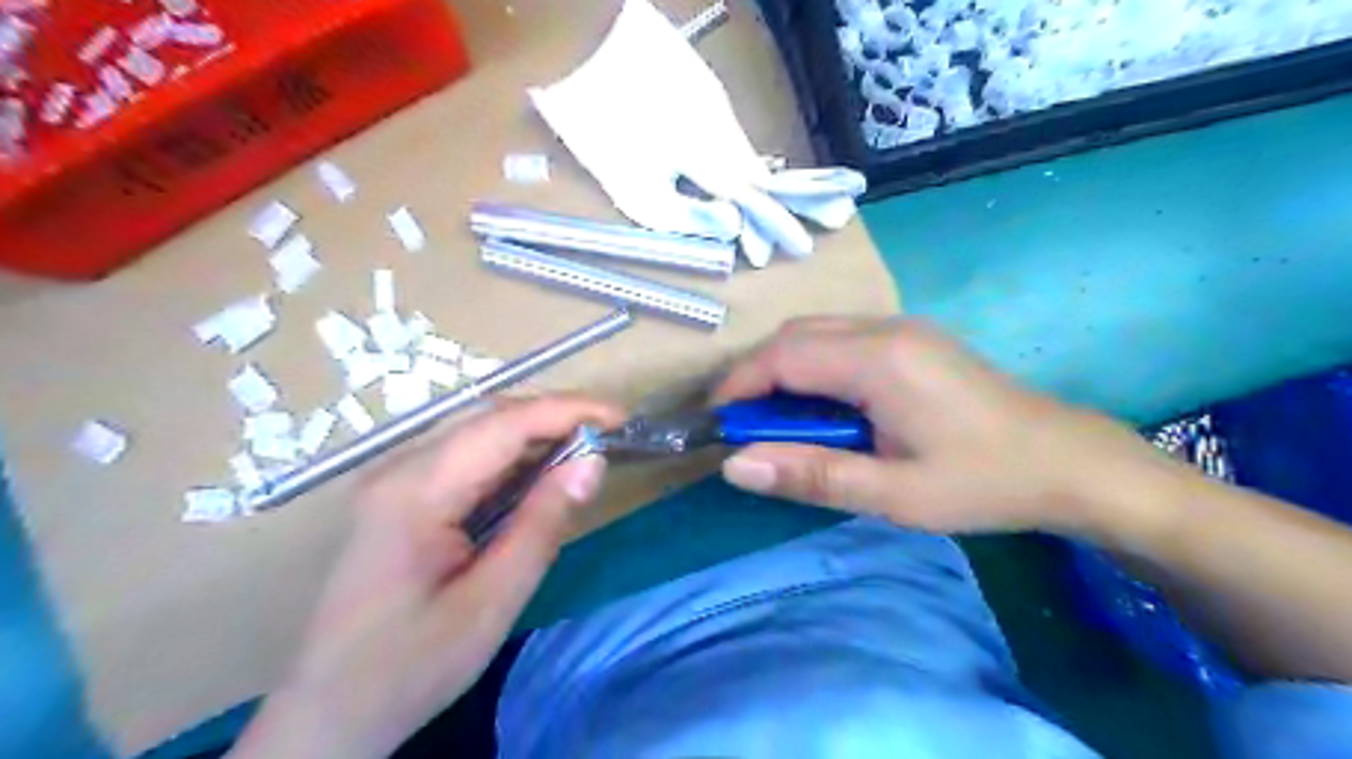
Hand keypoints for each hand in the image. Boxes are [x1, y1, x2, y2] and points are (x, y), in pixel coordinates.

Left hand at [231, 397, 621, 758]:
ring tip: (588, 450)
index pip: (503, 424)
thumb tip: (592, 462)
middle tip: (611, 435)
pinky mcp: (401, 497)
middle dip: (556, 417)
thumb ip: (542, 525)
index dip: (567, 411)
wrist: (328, 716)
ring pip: (480, 434)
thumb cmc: (409, 667)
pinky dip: (514, 458)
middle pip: (489, 419)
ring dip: (538, 435)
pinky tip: (543, 474)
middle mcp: (401, 469)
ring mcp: (396, 480)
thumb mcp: (491, 603)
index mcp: (416, 491)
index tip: (621, 418)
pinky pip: (467, 459)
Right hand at [717, 314, 1185, 538]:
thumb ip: (811, 476)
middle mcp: (885, 328)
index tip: (716, 424)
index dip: (739, 386)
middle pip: (795, 336)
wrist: (1069, 462)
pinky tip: (821, 407)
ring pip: (817, 334)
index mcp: (879, 360)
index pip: (782, 356)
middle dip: (756, 376)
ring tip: (776, 422)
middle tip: (743, 427)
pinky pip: (842, 340)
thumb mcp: (894, 494)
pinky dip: (813, 367)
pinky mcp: (912, 339)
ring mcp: (902, 328)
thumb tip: (735, 465)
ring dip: (784, 370)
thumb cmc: (983, 482)